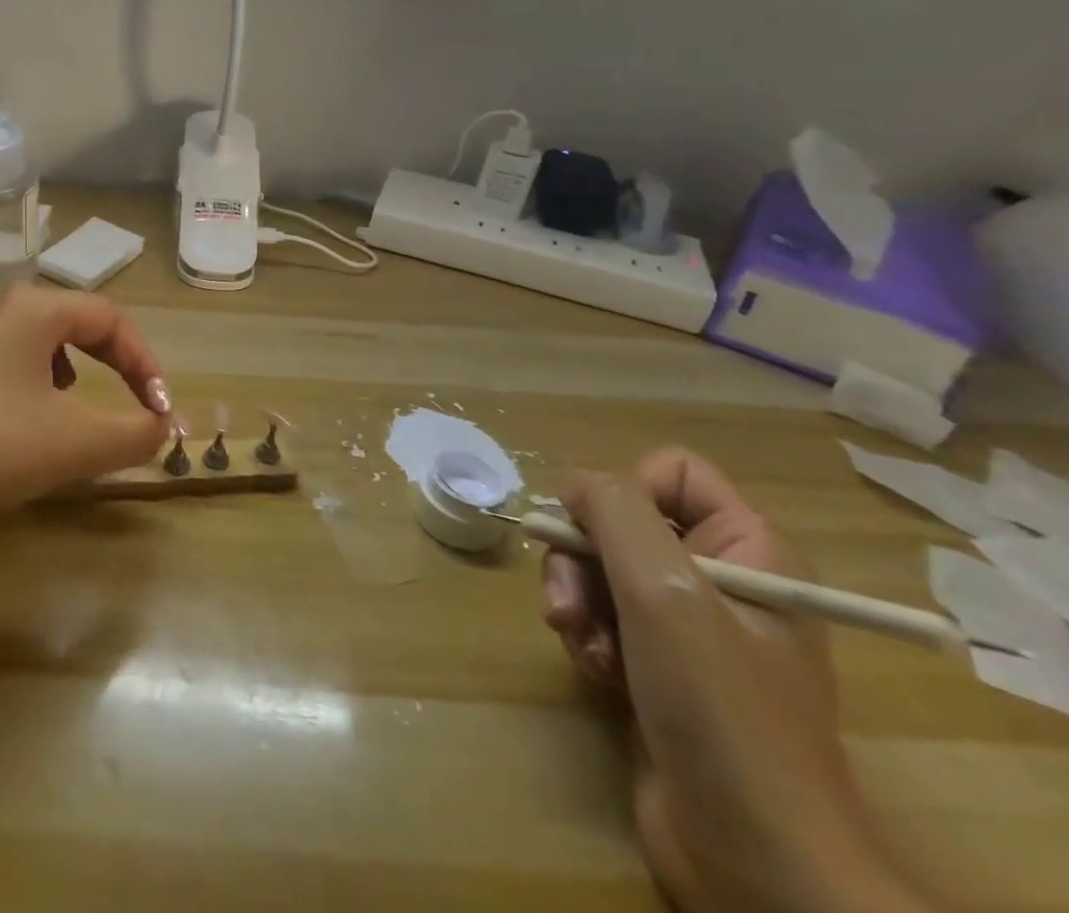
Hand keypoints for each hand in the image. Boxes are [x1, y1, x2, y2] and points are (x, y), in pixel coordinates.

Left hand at [0, 284, 171, 537]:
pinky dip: (27, 388)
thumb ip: (133, 433)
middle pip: (72, 324)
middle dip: (109, 366)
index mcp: (30, 307)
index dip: (145, 363)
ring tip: (68, 416)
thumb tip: (160, 426)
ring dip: (68, 375)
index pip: (109, 318)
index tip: (159, 412)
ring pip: (34, 343)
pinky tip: (15, 428)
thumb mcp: (74, 444)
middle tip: (125, 407)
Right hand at [543, 450, 927, 912]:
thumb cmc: (720, 709)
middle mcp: (720, 578)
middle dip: (583, 559)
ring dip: (578, 601)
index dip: (627, 491)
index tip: (604, 535)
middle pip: (620, 521)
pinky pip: (601, 616)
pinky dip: (587, 637)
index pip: (672, 471)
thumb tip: (573, 483)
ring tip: (584, 646)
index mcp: (749, 550)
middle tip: (573, 604)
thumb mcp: (664, 591)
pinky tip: (596, 673)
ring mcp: (689, 627)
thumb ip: (613, 511)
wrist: (754, 857)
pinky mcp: (659, 666)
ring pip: (600, 568)